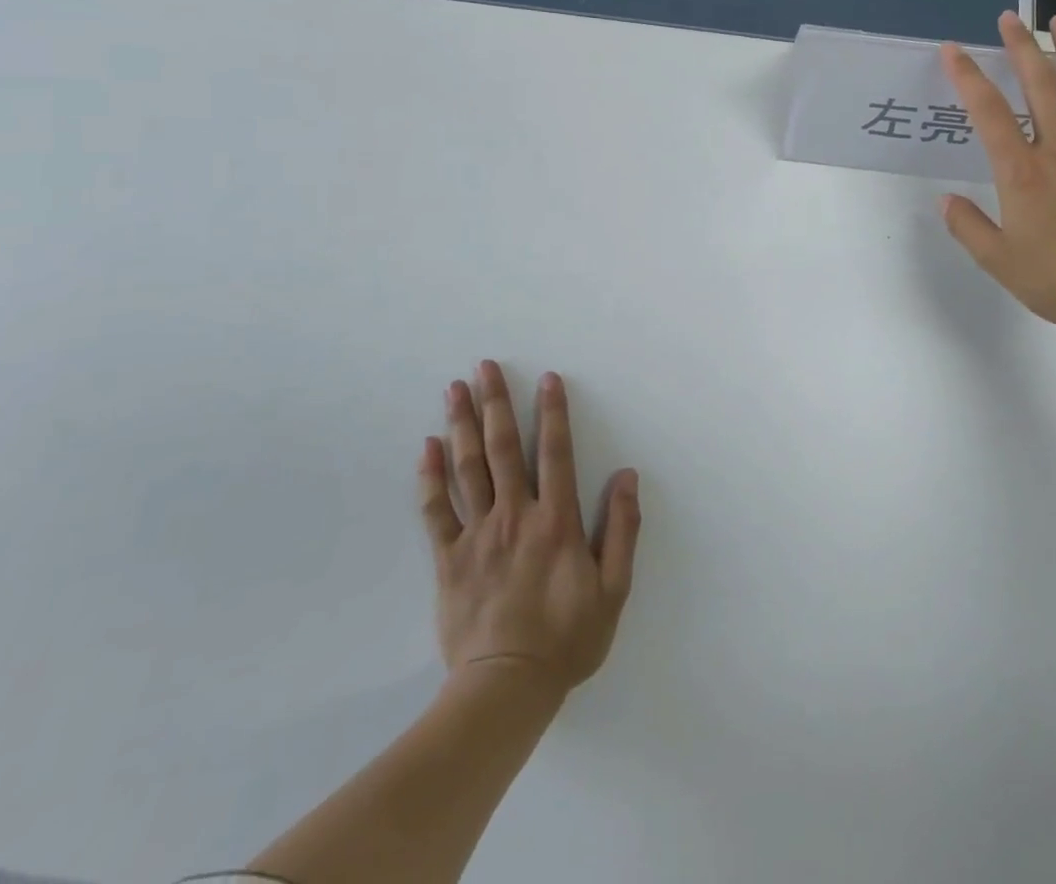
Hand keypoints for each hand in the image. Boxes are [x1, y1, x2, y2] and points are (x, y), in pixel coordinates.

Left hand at [418, 361, 640, 693]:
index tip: (548, 378)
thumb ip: (622, 529)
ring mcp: (478, 535)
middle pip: (503, 448)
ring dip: (462, 425)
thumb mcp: (613, 589)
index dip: (554, 412)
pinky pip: (436, 511)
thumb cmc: (567, 638)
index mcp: (556, 521)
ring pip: (468, 469)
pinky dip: (431, 477)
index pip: (556, 452)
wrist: (506, 689)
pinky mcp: (449, 559)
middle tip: (485, 366)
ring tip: (455, 389)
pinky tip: (428, 447)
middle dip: (496, 402)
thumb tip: (628, 475)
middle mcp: (515, 515)